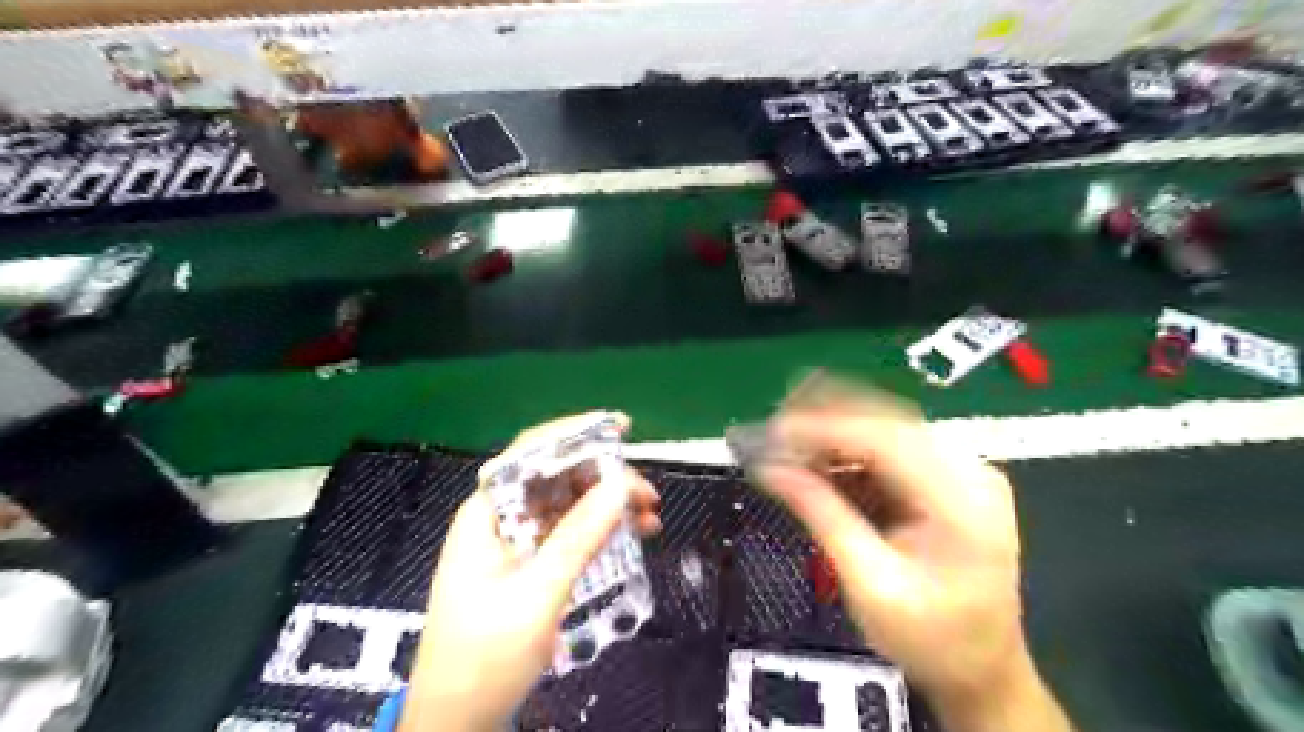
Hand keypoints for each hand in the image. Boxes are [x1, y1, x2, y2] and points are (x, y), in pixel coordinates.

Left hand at [397, 411, 663, 730]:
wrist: (458, 722)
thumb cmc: (484, 659)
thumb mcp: (537, 595)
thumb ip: (579, 537)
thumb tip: (620, 486)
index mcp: (487, 514)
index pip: (530, 454)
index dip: (575, 434)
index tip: (620, 429)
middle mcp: (501, 519)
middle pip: (555, 477)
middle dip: (603, 478)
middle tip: (645, 492)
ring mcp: (516, 542)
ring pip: (568, 504)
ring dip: (607, 504)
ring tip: (648, 515)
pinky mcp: (530, 564)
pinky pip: (570, 532)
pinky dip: (600, 530)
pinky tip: (630, 534)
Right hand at [756, 390, 1070, 730]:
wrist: (981, 670)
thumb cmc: (930, 640)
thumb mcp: (869, 584)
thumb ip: (821, 515)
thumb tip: (769, 468)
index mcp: (962, 500)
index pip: (885, 440)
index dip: (822, 428)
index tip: (770, 431)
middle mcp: (969, 470)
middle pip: (885, 423)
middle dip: (823, 420)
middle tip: (769, 429)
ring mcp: (961, 470)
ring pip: (883, 429)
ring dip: (831, 432)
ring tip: (781, 441)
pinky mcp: (946, 477)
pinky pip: (888, 449)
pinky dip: (846, 451)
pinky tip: (812, 457)